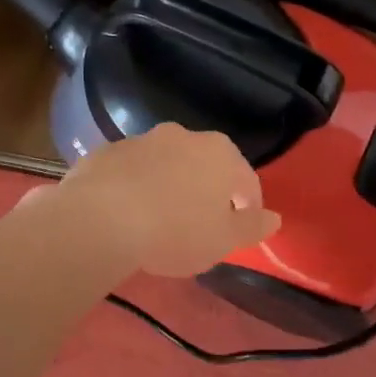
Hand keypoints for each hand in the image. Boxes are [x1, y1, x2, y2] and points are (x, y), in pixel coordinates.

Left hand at [50, 124, 281, 277]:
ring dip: (170, 185)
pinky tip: (127, 213)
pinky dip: (136, 186)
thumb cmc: (175, 231)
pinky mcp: (107, 151)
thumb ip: (252, 227)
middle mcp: (184, 136)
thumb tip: (275, 219)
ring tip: (160, 220)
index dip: (249, 207)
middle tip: (201, 224)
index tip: (242, 230)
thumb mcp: (223, 240)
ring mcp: (142, 140)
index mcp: (220, 153)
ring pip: (167, 165)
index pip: (247, 180)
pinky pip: (131, 171)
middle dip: (207, 191)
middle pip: (206, 166)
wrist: (100, 219)